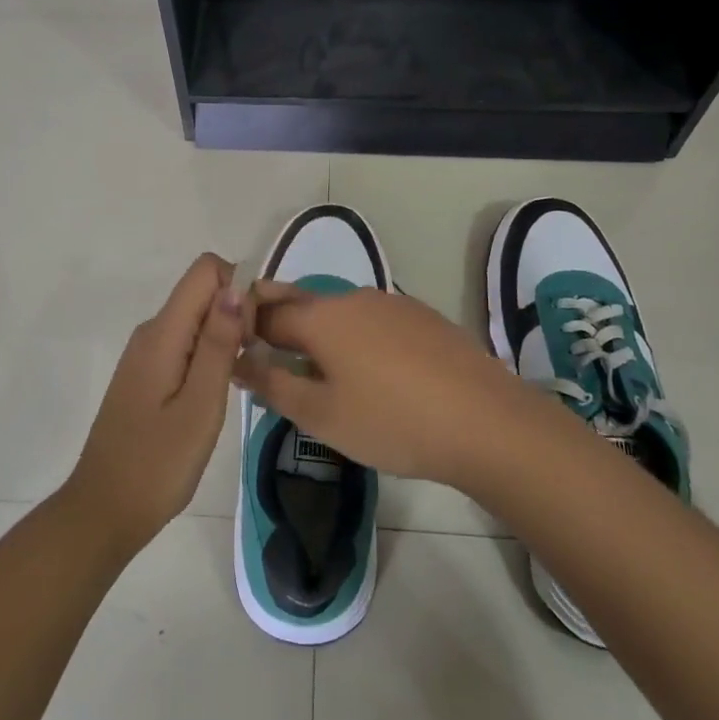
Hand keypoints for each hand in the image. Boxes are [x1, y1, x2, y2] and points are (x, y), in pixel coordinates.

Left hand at [66, 253, 247, 553]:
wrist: (104, 511)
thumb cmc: (158, 464)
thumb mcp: (200, 406)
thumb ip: (218, 344)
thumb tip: (235, 287)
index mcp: (163, 333)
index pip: (205, 270)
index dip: (238, 288)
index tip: (252, 333)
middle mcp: (151, 331)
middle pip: (202, 292)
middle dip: (235, 314)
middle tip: (247, 366)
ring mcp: (146, 353)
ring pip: (196, 318)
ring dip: (224, 337)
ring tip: (234, 384)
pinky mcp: (146, 373)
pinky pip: (185, 342)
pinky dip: (208, 355)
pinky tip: (213, 395)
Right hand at [236, 283, 524, 485]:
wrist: (484, 420)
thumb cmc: (391, 421)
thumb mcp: (322, 415)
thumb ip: (274, 385)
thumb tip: (237, 362)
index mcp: (321, 317)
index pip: (266, 312)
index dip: (245, 328)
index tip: (234, 350)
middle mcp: (352, 298)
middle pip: (302, 301)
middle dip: (278, 319)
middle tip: (267, 352)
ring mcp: (391, 303)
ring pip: (338, 310)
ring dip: (318, 330)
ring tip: (315, 367)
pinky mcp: (422, 316)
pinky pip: (371, 319)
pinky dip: (354, 335)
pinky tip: (367, 368)